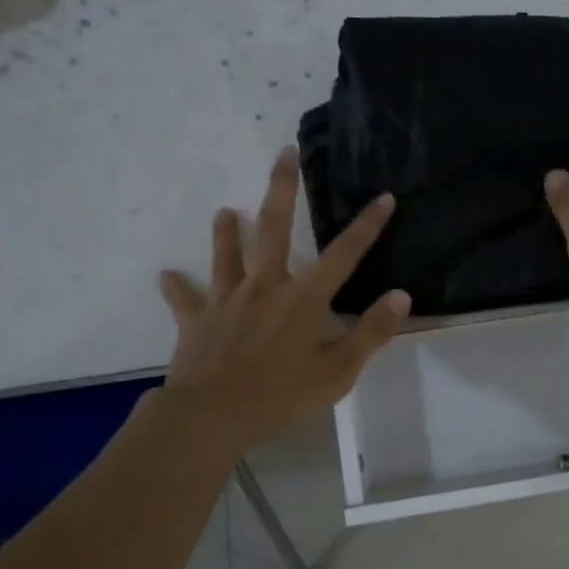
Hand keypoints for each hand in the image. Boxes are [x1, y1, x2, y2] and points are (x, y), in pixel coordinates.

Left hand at [157, 147, 409, 446]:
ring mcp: (227, 300)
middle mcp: (265, 286)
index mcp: (304, 299)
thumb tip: (401, 296)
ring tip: (226, 211)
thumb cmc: (281, 396)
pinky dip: (177, 287)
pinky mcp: (197, 320)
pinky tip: (167, 275)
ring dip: (227, 231)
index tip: (384, 197)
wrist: (212, 416)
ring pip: (226, 255)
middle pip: (274, 228)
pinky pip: (185, 299)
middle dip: (282, 188)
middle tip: (285, 152)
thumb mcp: (338, 372)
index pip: (344, 254)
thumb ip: (370, 332)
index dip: (367, 226)